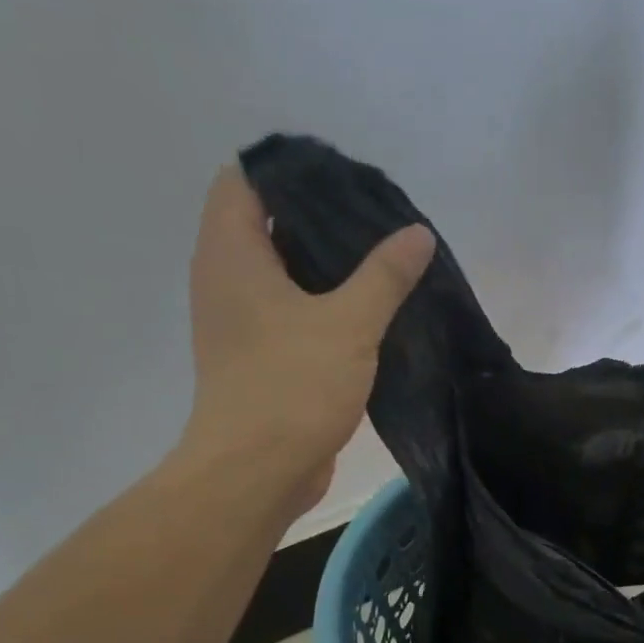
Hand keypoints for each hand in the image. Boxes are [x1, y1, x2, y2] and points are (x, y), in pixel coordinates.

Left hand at [181, 165, 434, 513]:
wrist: (257, 472)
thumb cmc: (292, 386)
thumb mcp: (349, 323)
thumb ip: (384, 275)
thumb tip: (417, 233)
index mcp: (232, 254)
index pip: (246, 180)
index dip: (292, 170)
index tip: (346, 179)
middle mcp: (226, 279)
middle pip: (266, 224)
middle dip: (319, 217)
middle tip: (377, 220)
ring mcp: (240, 322)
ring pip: (282, 273)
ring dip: (325, 266)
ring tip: (381, 261)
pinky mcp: (260, 357)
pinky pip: (291, 312)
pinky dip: (323, 304)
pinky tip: (368, 313)